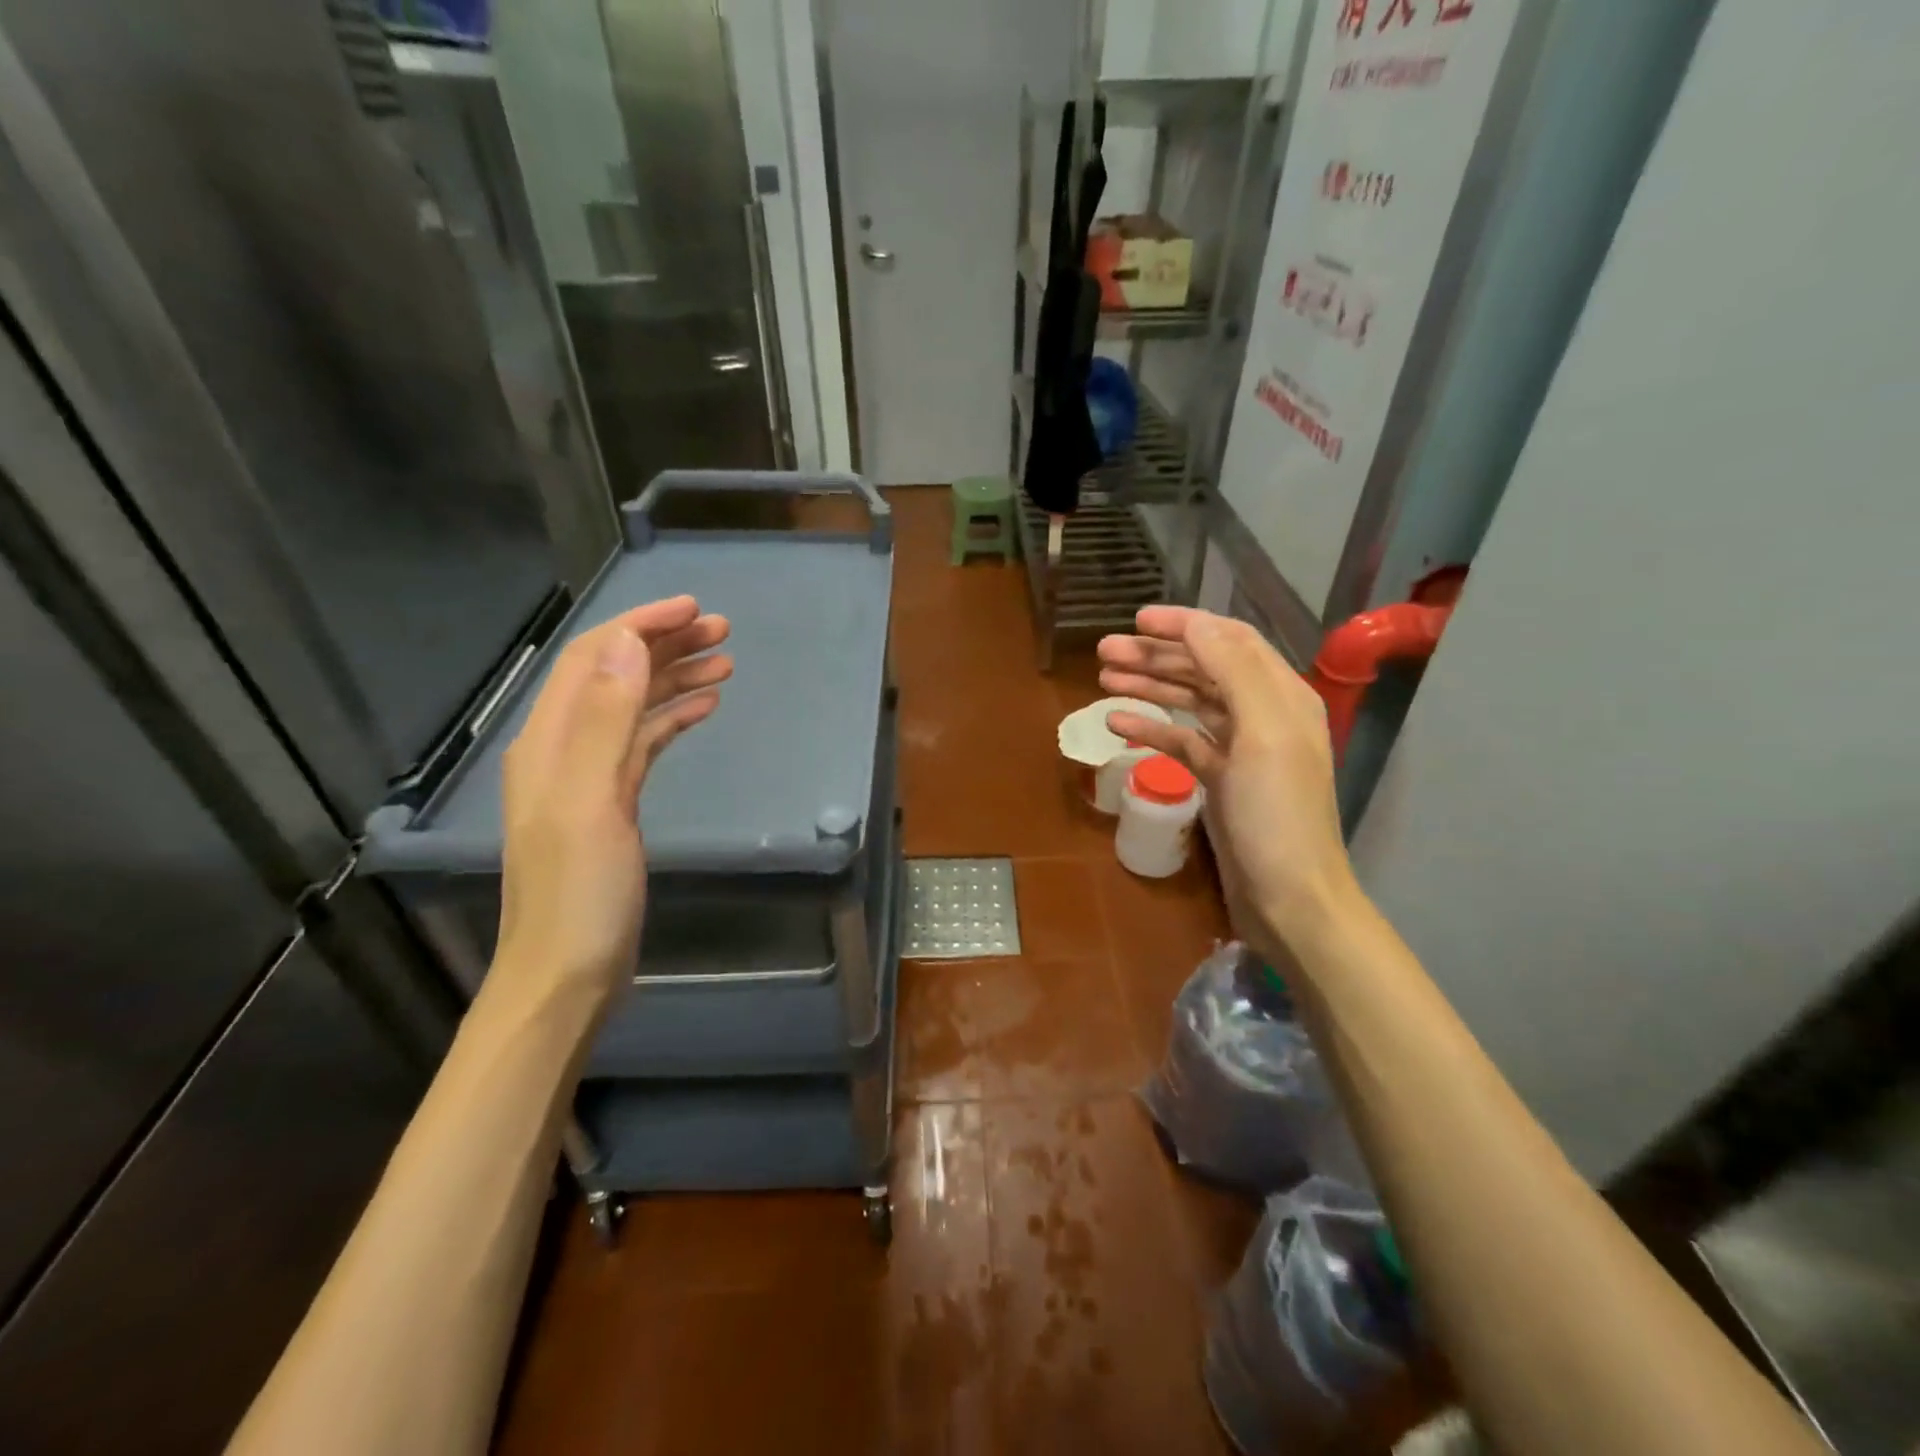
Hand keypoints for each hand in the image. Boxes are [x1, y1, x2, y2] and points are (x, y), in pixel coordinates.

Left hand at [494, 596, 731, 1001]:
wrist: (567, 975)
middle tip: (724, 632)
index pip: (595, 659)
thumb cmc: (580, 894)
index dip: (641, 625)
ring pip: (633, 707)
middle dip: (665, 645)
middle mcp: (564, 749)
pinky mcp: (613, 804)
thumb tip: (630, 643)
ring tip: (726, 663)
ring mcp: (589, 777)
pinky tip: (704, 709)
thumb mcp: (592, 803)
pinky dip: (673, 718)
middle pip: (615, 676)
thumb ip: (606, 721)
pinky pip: (644, 743)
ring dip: (675, 679)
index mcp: (550, 741)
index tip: (695, 610)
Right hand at [1097, 606, 1356, 957]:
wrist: (1289, 898)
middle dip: (1156, 656)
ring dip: (1149, 687)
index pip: (1229, 641)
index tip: (1136, 620)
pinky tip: (1117, 724)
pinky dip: (1151, 730)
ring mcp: (1240, 749)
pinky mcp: (1220, 779)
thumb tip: (1196, 624)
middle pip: (1204, 669)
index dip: (1184, 625)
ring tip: (1104, 678)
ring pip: (1189, 702)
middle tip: (1104, 652)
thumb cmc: (1277, 814)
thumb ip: (1233, 672)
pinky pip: (1181, 742)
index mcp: (1281, 695)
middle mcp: (1262, 713)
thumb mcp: (1262, 734)